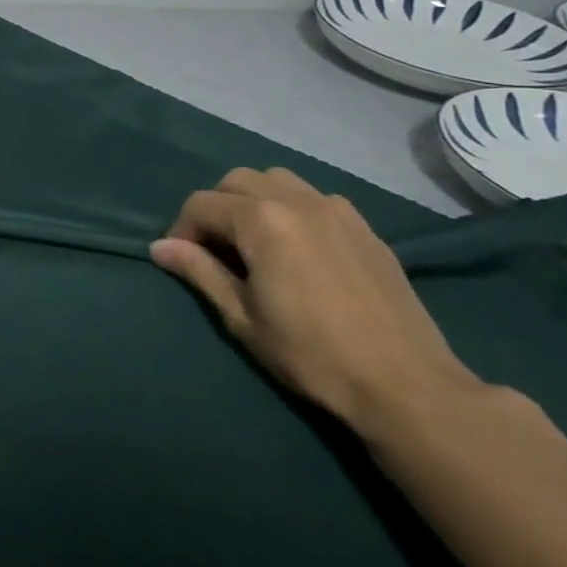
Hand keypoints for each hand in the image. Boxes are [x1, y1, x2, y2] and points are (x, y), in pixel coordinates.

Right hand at [151, 167, 481, 431]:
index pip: (201, 204)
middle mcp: (297, 200)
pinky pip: (314, 199)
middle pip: (236, 181)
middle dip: (215, 208)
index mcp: (261, 219)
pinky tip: (297, 249)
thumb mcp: (242, 317)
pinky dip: (291, 210)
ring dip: (253, 201)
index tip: (182, 262)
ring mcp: (337, 209)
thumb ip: (199, 272)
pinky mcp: (365, 227)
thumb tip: (159, 247)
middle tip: (215, 251)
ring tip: (254, 243)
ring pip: (277, 181)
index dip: (181, 230)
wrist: (406, 385)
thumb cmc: (312, 354)